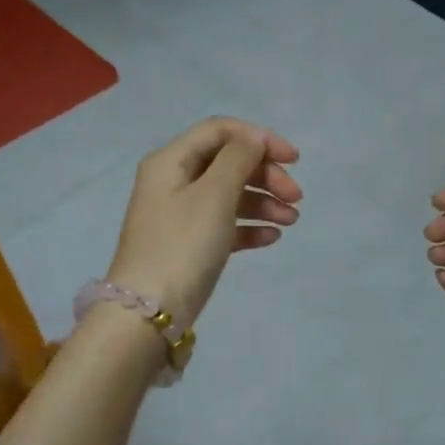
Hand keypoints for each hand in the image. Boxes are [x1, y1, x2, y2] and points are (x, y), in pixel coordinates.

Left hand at [109, 118, 300, 326]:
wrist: (148, 313)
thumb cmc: (183, 245)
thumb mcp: (214, 195)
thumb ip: (238, 159)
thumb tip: (253, 140)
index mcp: (171, 161)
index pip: (220, 131)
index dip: (259, 138)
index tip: (294, 159)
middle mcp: (172, 182)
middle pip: (227, 163)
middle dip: (265, 174)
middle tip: (296, 198)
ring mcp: (179, 216)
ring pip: (228, 195)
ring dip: (263, 201)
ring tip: (291, 221)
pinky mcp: (188, 245)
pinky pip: (223, 225)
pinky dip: (248, 226)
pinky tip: (271, 238)